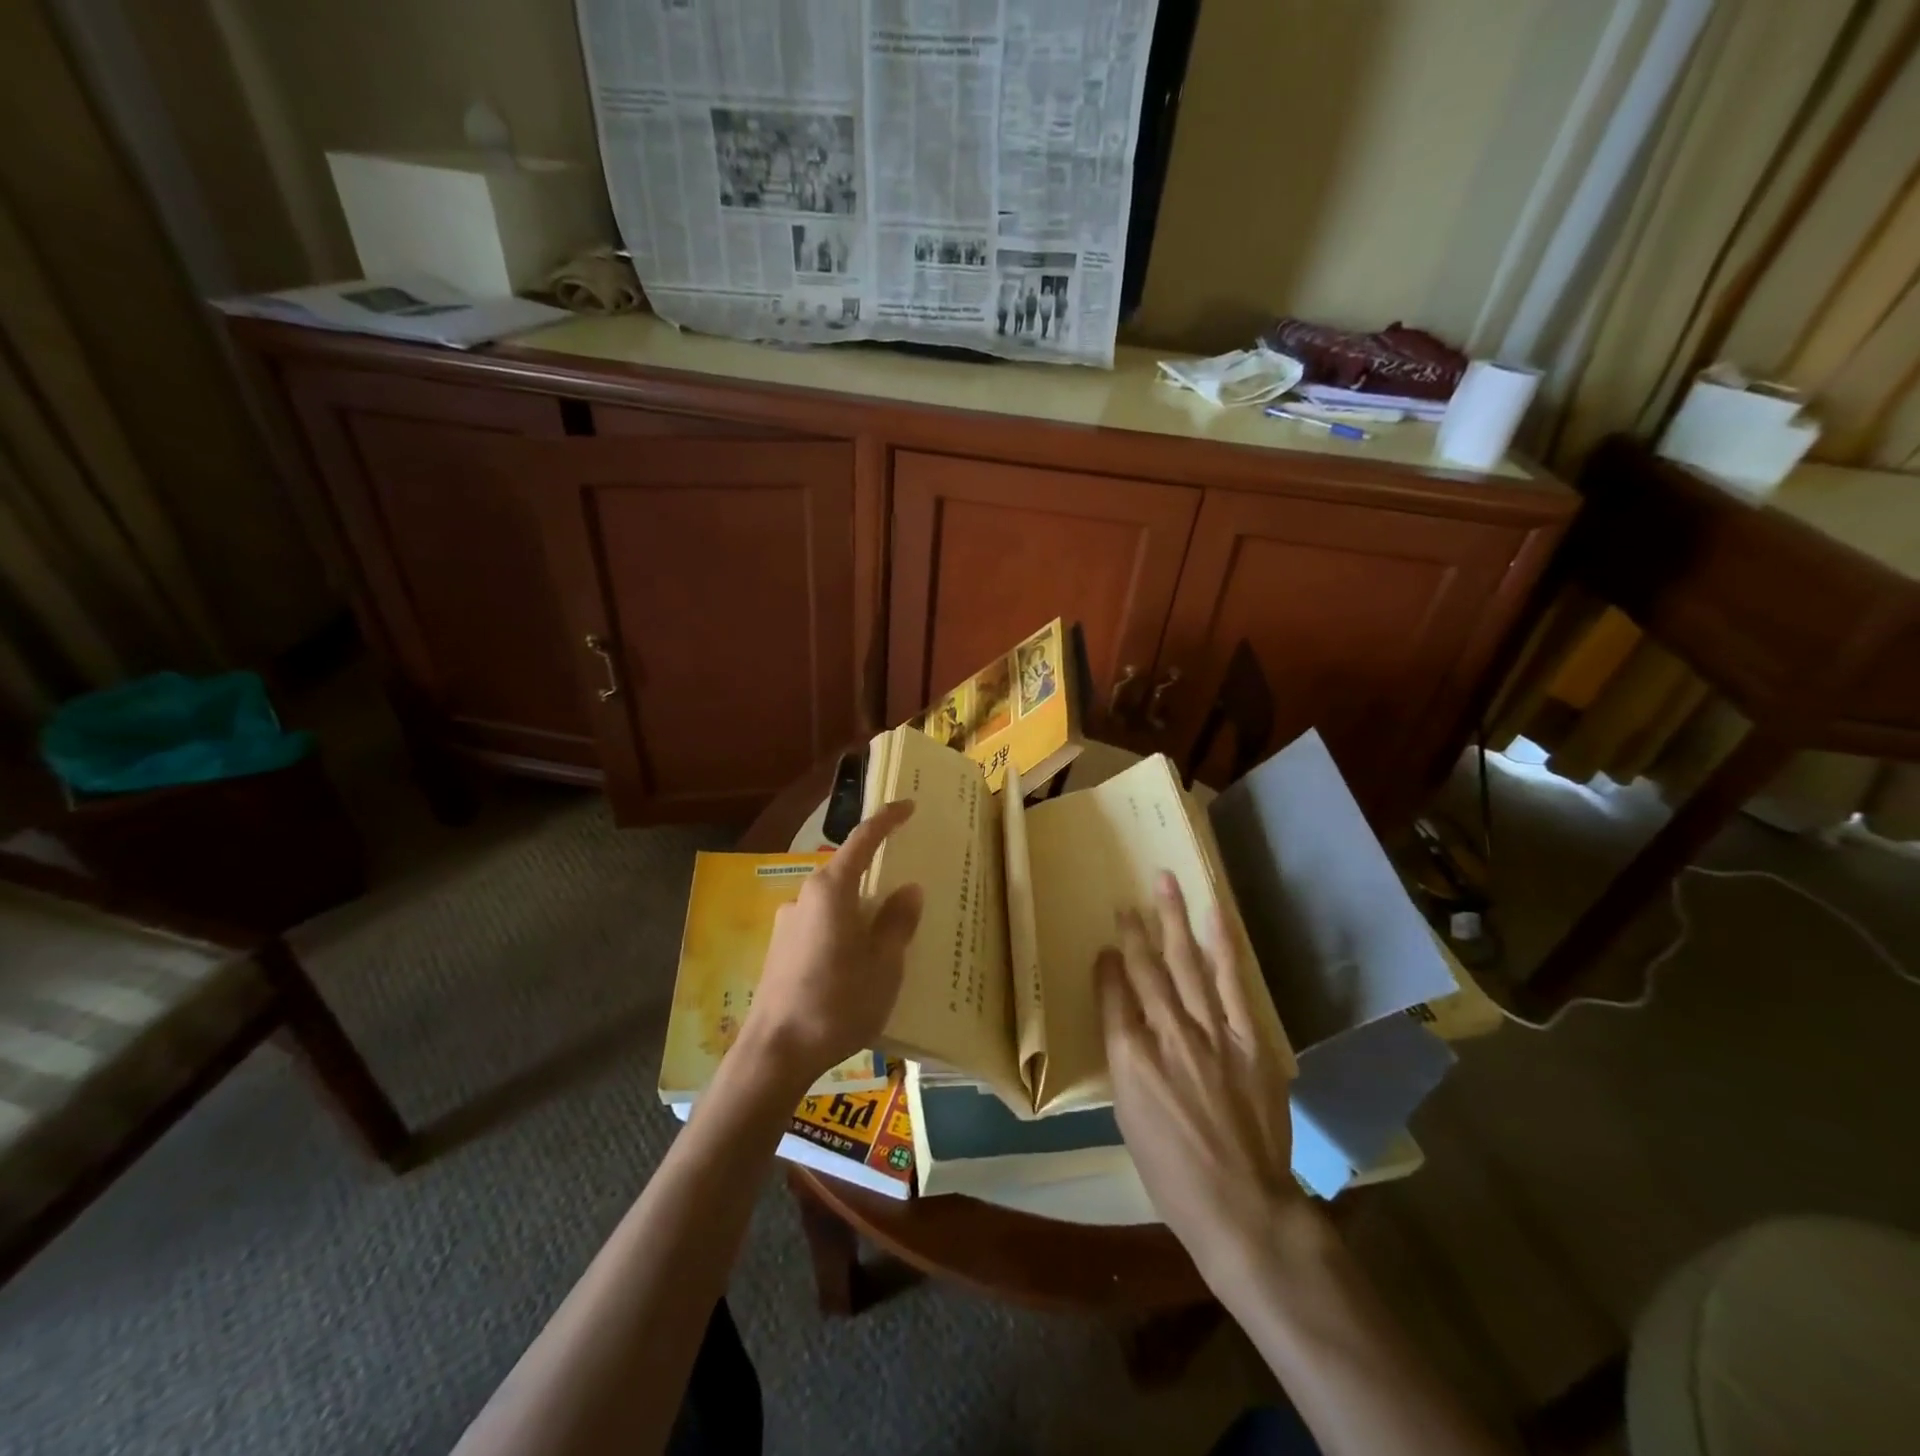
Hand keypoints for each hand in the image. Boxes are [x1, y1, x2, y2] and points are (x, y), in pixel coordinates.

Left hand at [740, 800, 923, 1094]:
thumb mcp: (884, 965)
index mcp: (831, 891)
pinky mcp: (780, 951)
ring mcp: (788, 924)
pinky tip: (856, 965)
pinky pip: (821, 927)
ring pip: (833, 903)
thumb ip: (897, 922)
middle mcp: (804, 897)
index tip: (908, 805)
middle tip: (906, 892)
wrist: (774, 1052)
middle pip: (846, 872)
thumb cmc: (837, 1003)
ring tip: (886, 939)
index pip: (863, 840)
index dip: (887, 820)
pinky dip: (843, 932)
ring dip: (858, 910)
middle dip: (876, 876)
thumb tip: (908, 889)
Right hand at [1097, 872, 1304, 1286]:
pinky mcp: (1249, 1039)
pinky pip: (1231, 983)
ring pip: (1186, 963)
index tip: (1106, 947)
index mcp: (1128, 1059)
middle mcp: (1166, 1035)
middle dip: (1134, 932)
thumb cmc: (1172, 1174)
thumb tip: (1126, 1022)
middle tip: (1127, 901)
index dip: (1107, 966)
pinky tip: (1214, 916)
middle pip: (1146, 970)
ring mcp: (1210, 1033)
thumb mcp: (1129, 1119)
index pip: (1112, 995)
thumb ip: (1126, 1061)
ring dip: (1173, 920)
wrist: (1243, 1208)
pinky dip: (1222, 946)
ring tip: (1164, 882)